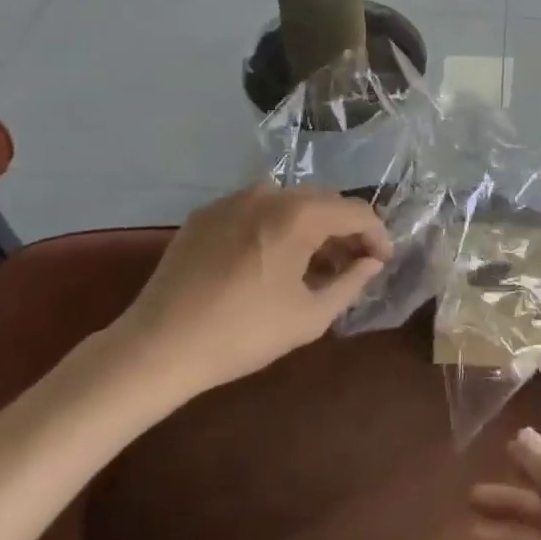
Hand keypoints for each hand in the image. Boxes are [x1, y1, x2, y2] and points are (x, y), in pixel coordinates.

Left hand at [103, 184, 391, 397]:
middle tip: (352, 266)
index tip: (382, 262)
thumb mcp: (309, 316)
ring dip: (310, 229)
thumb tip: (371, 263)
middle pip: (323, 202)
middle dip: (344, 231)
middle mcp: (269, 193)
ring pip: (289, 204)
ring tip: (313, 267)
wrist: (157, 346)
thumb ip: (350, 283)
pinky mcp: (206, 213)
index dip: (377, 235)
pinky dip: (275, 229)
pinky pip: (256, 211)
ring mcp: (233, 199)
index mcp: (299, 214)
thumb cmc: (242, 334)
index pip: (356, 211)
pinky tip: (270, 263)